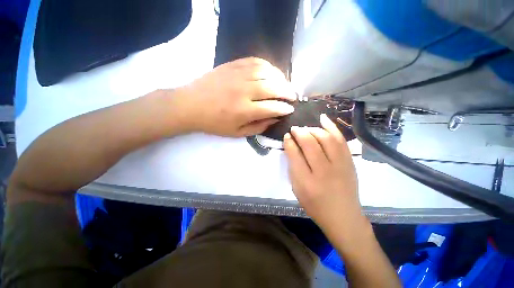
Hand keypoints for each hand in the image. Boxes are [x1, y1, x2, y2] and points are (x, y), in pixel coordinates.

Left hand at [174, 57, 295, 136]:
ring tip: (285, 85)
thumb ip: (258, 127)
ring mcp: (238, 75)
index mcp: (244, 110)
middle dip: (287, 92)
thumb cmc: (214, 123)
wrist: (190, 105)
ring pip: (267, 72)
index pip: (272, 107)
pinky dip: (268, 66)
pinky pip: (256, 62)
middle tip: (293, 96)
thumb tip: (275, 119)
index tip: (290, 109)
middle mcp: (244, 91)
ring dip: (281, 78)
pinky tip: (272, 73)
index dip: (284, 108)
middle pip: (273, 87)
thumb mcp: (237, 133)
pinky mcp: (232, 65)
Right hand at [284, 114, 365, 236]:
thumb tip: (290, 146)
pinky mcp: (349, 161)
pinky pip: (340, 139)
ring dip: (313, 129)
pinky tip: (323, 119)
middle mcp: (323, 171)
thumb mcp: (297, 189)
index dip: (289, 142)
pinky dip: (331, 127)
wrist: (343, 216)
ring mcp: (340, 165)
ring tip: (306, 128)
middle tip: (294, 129)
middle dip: (300, 132)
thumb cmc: (315, 205)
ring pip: (325, 138)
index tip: (286, 136)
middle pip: (310, 143)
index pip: (295, 154)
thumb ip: (292, 167)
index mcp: (306, 182)